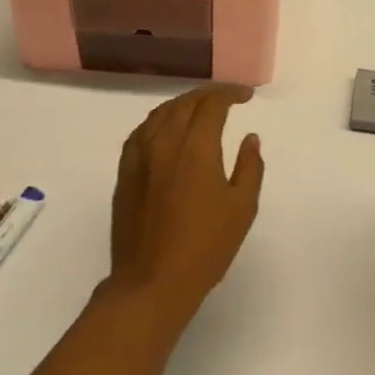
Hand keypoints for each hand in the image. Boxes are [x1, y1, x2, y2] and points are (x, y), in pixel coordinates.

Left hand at [107, 84, 265, 317]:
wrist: (152, 280)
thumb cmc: (206, 246)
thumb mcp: (242, 208)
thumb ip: (249, 167)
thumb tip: (249, 139)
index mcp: (196, 148)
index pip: (211, 105)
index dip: (230, 94)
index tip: (246, 96)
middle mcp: (164, 143)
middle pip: (184, 104)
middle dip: (207, 96)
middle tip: (226, 99)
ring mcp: (139, 157)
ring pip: (159, 114)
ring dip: (182, 104)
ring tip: (198, 109)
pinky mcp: (124, 173)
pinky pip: (140, 133)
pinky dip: (158, 122)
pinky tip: (165, 130)